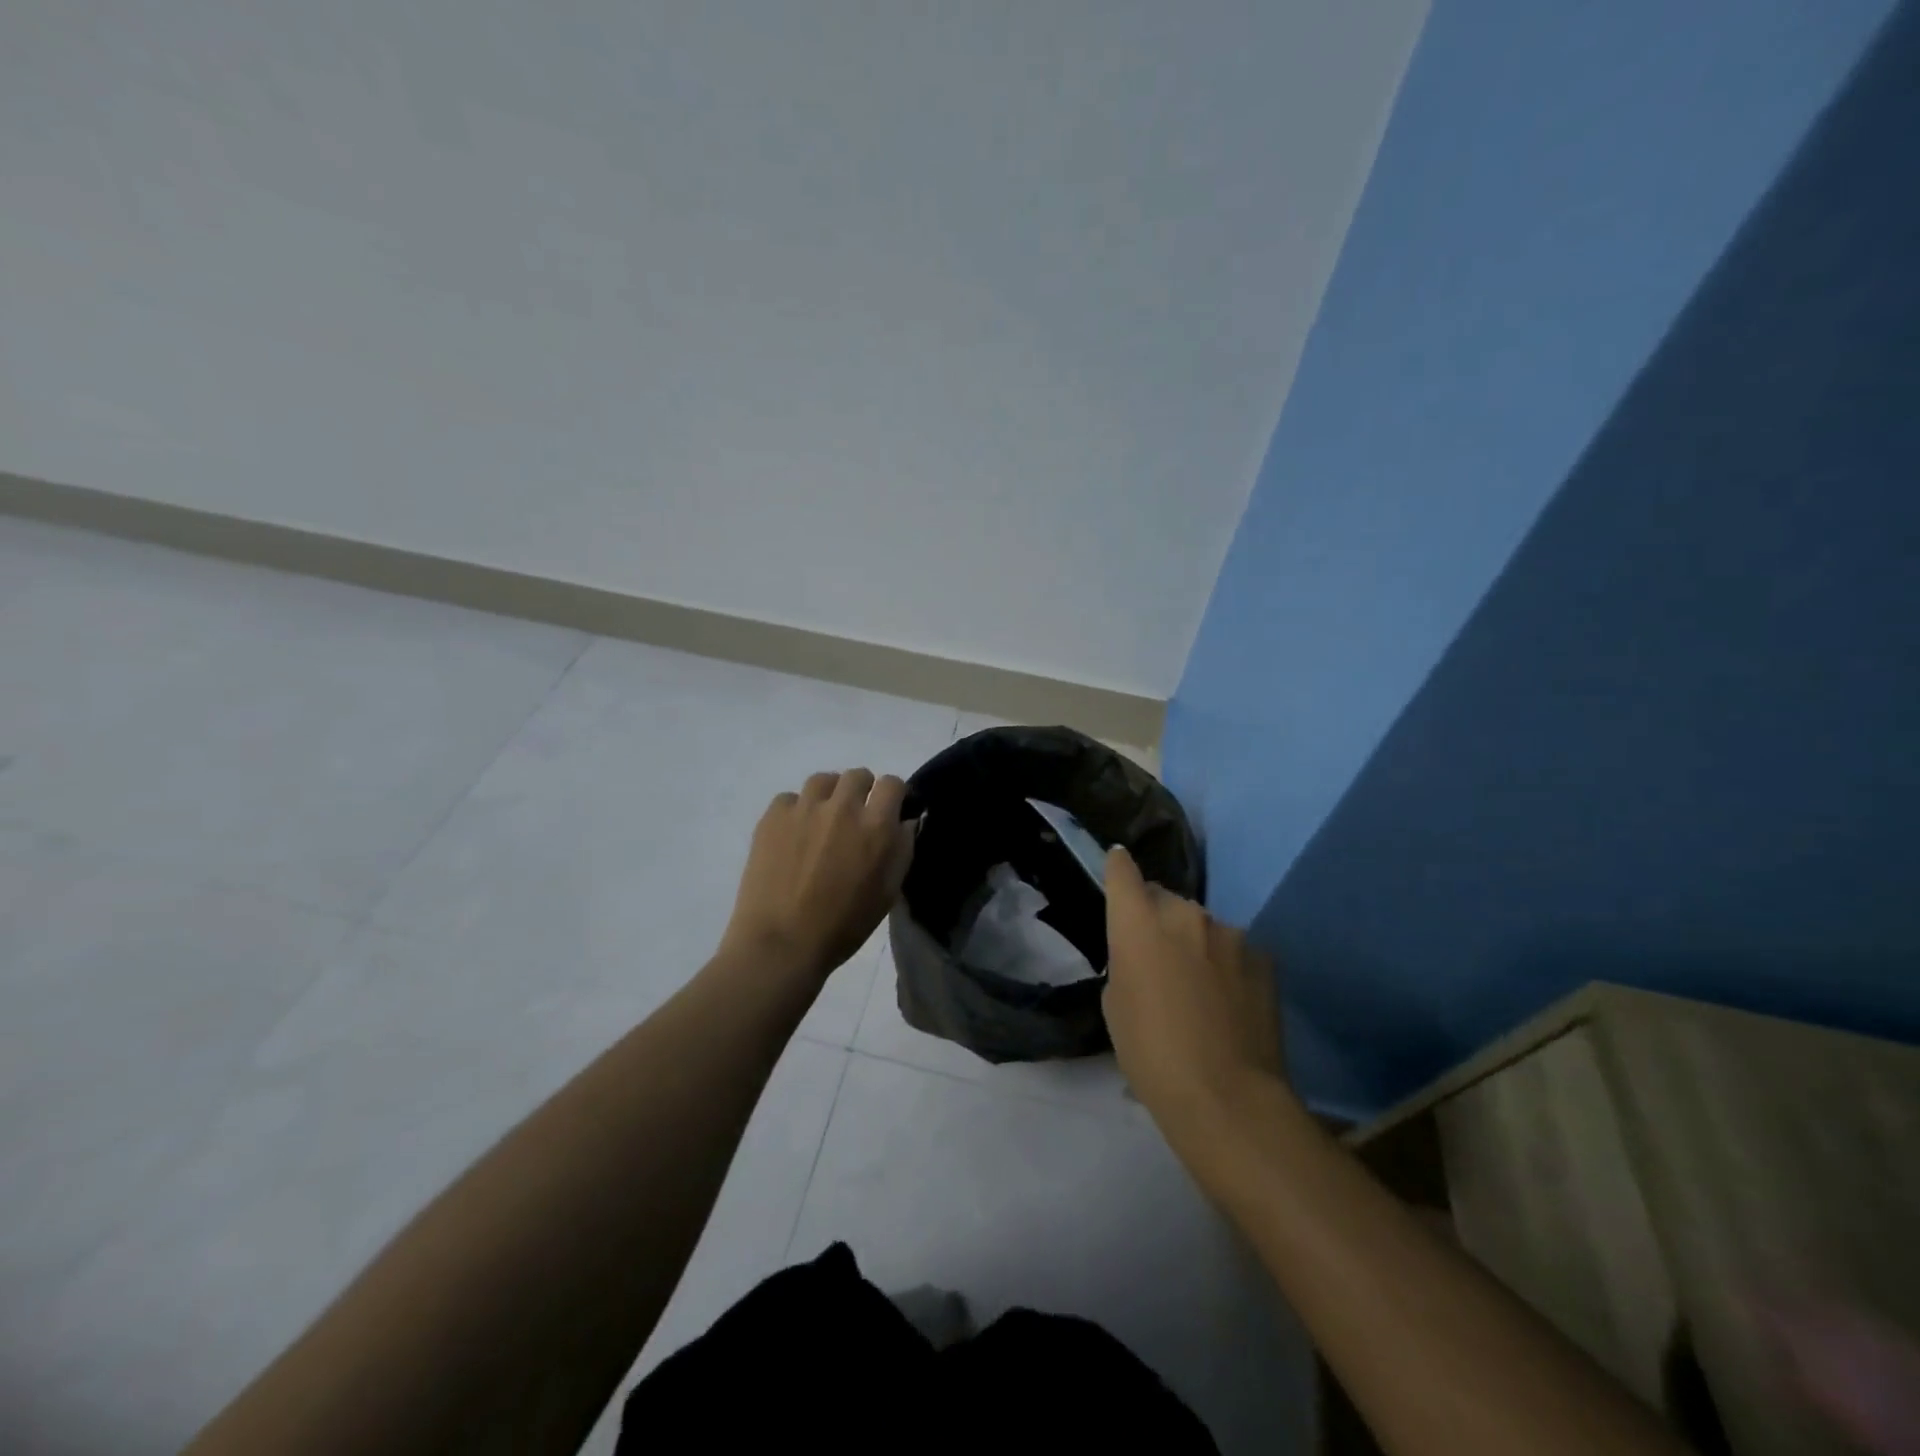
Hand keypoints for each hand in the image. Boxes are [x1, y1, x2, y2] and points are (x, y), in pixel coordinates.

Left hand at [721, 769, 914, 982]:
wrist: (781, 943)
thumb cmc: (843, 925)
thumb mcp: (888, 892)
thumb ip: (902, 849)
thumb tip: (905, 820)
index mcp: (876, 826)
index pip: (893, 784)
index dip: (894, 795)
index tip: (889, 810)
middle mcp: (843, 807)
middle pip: (858, 775)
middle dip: (861, 792)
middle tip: (854, 819)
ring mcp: (804, 808)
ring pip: (823, 780)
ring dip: (829, 796)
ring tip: (822, 821)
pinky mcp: (773, 816)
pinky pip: (790, 798)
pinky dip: (796, 811)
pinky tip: (792, 836)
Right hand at [1102, 845, 1285, 1154]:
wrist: (1227, 1097)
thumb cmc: (1151, 1054)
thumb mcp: (1116, 1005)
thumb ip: (1126, 963)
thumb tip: (1146, 955)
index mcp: (1139, 923)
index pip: (1123, 873)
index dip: (1118, 866)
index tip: (1117, 864)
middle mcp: (1185, 914)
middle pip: (1164, 899)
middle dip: (1157, 917)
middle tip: (1157, 956)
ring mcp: (1230, 934)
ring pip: (1202, 925)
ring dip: (1194, 942)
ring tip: (1198, 988)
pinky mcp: (1264, 958)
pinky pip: (1234, 950)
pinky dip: (1226, 965)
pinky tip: (1229, 1002)